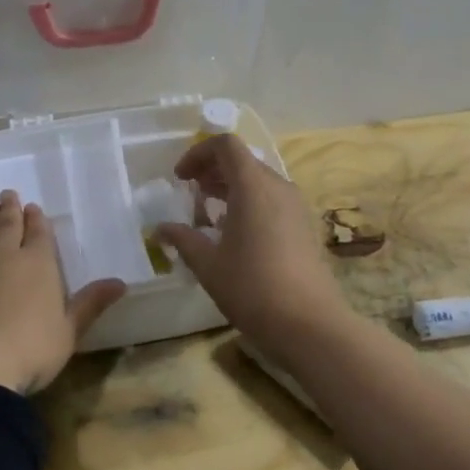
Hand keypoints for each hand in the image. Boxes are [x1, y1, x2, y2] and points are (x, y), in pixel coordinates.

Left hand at [0, 190, 125, 392]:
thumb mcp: (68, 331)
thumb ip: (90, 304)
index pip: (40, 234)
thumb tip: (120, 283)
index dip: (37, 220)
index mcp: (39, 264)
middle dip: (10, 210)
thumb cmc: (29, 349)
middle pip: (9, 226)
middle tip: (8, 195)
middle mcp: (5, 255)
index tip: (33, 207)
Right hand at [153, 135, 351, 352]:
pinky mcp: (304, 226)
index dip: (198, 154)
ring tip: (209, 214)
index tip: (180, 179)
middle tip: (190, 194)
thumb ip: (183, 239)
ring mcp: (296, 206)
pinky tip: (235, 234)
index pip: (226, 145)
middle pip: (243, 161)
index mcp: (253, 186)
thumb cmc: (252, 287)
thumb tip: (161, 228)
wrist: (308, 323)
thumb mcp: (208, 264)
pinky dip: (249, 203)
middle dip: (212, 171)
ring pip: (259, 181)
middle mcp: (278, 186)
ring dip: (231, 188)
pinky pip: (272, 200)